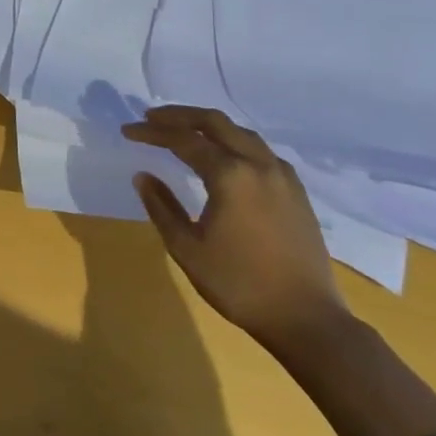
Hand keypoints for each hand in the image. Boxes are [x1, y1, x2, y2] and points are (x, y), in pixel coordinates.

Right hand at [125, 106, 349, 352]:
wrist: (307, 320)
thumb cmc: (239, 284)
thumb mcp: (187, 248)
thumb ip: (161, 207)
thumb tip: (143, 176)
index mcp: (230, 175)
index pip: (183, 140)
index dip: (152, 132)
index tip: (128, 131)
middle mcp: (258, 165)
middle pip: (215, 122)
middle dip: (180, 115)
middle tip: (152, 117)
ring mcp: (282, 177)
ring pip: (241, 133)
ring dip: (209, 125)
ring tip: (184, 131)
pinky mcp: (296, 192)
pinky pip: (260, 151)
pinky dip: (234, 142)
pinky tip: (225, 157)